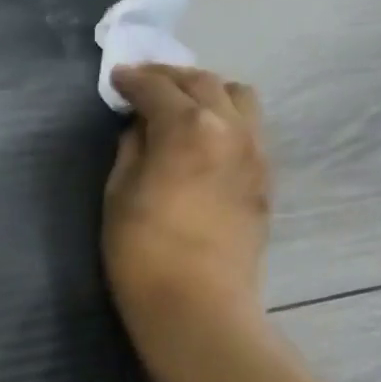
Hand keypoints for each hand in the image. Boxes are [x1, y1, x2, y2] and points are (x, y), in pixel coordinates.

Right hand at [103, 64, 270, 336]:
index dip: (133, 80)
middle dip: (170, 77)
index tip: (116, 79)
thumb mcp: (118, 196)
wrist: (197, 304)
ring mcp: (255, 152)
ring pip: (239, 97)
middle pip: (203, 82)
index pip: (158, 88)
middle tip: (144, 83)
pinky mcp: (265, 178)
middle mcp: (230, 128)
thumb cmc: (142, 252)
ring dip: (207, 91)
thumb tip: (141, 129)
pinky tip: (203, 137)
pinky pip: (249, 128)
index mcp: (188, 128)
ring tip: (181, 105)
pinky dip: (225, 117)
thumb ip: (131, 151)